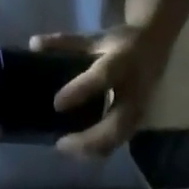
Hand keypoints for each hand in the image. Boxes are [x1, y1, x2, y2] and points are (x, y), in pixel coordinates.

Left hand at [31, 27, 171, 157]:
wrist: (155, 49)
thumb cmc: (120, 44)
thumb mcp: (96, 38)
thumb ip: (65, 43)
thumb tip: (33, 45)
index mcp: (124, 61)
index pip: (103, 77)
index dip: (80, 91)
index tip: (57, 104)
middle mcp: (135, 90)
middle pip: (114, 125)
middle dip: (87, 140)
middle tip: (60, 144)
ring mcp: (138, 112)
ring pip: (116, 141)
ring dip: (90, 150)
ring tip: (65, 148)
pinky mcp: (136, 125)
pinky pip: (116, 144)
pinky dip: (95, 150)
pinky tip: (77, 149)